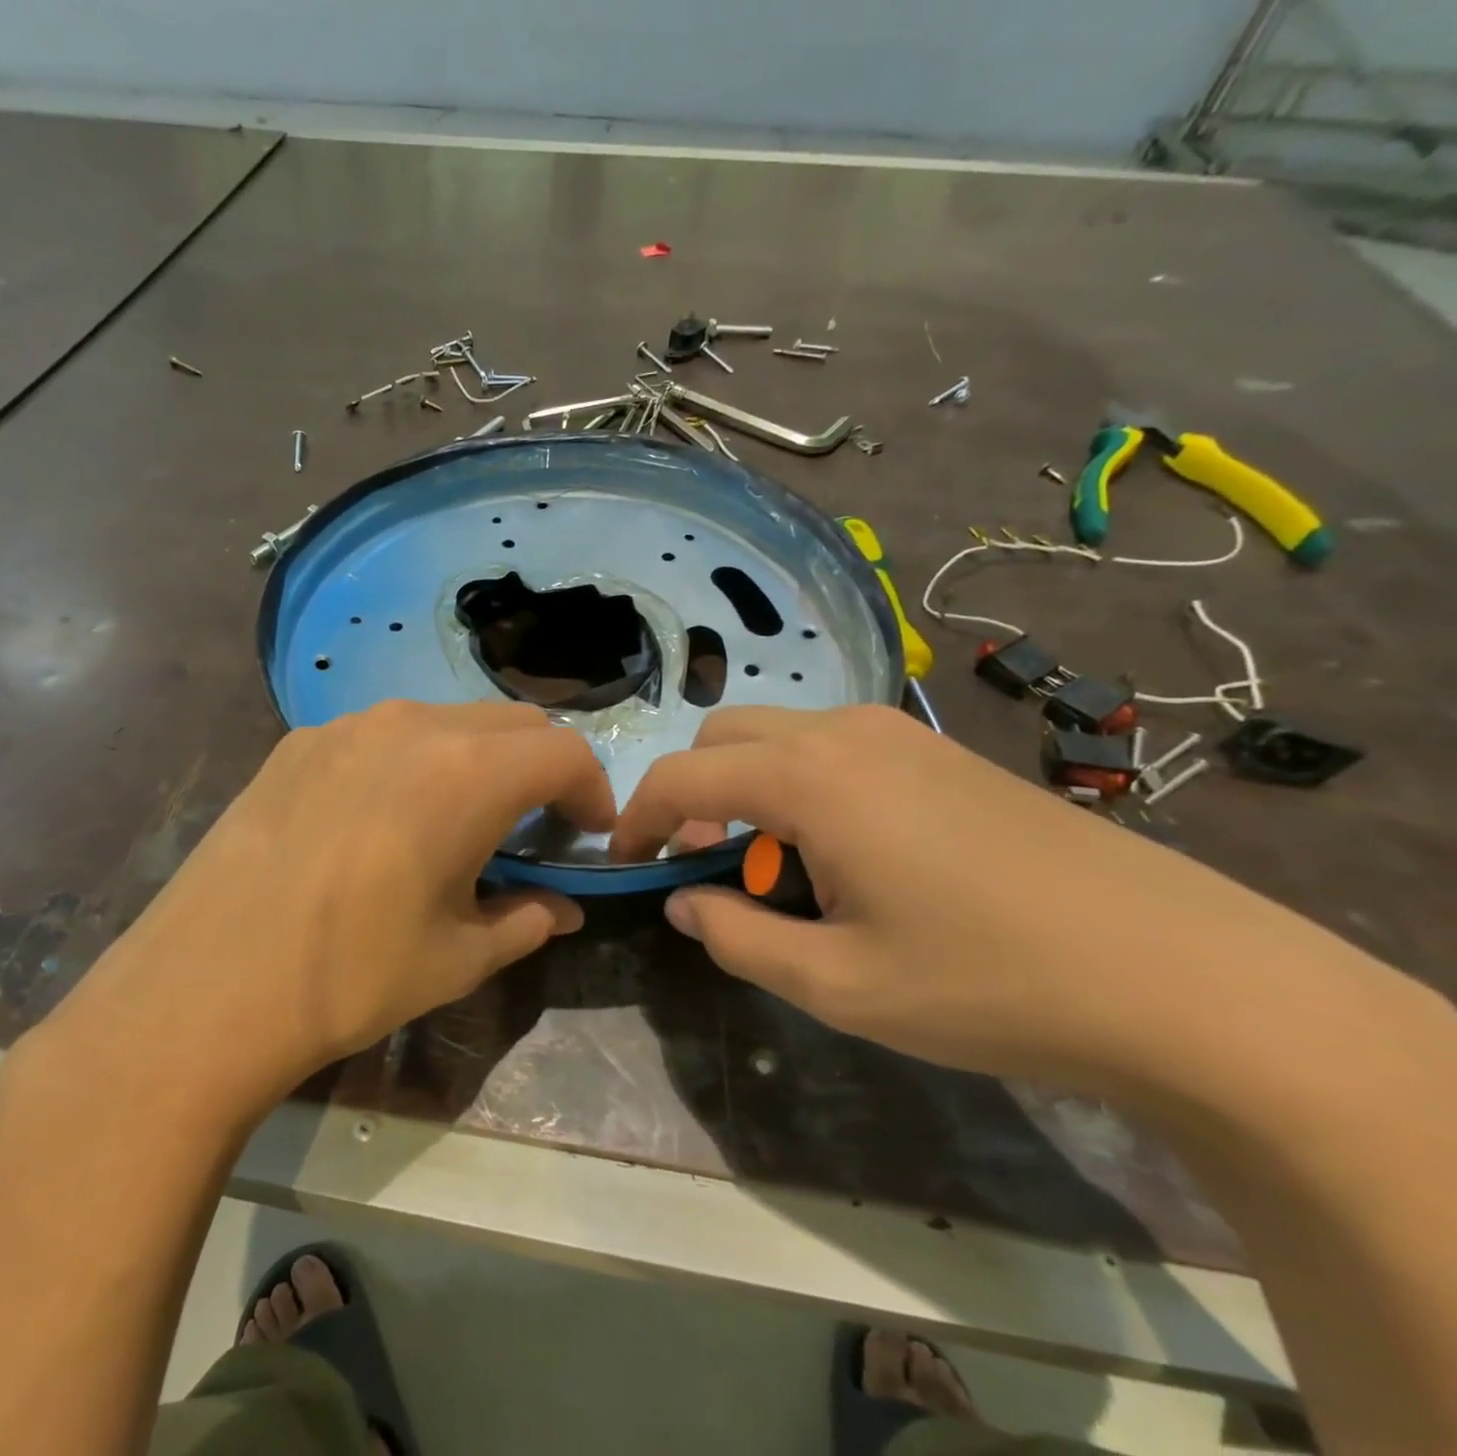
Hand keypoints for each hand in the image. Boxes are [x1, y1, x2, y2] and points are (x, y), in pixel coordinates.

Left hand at [38, 701, 614, 1118]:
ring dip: (477, 759)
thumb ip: (526, 920)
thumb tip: (562, 910)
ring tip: (458, 820)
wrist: (204, 987)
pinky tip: (383, 819)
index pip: (564, 752)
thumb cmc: (351, 977)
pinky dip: (414, 761)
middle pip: (511, 722)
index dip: (592, 790)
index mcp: (468, 773)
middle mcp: (413, 726)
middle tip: (534, 826)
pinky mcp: (298, 741)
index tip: (588, 833)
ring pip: (447, 720)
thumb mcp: (457, 958)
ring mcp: (347, 725)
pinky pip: (382, 734)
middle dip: (540, 768)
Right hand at [612, 704, 1313, 1094]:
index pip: (681, 776)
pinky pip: (831, 744)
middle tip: (704, 865)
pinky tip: (841, 848)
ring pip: (777, 734)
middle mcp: (844, 731)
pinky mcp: (938, 749)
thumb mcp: (838, 984)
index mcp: (808, 778)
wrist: (1183, 976)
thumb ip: (738, 938)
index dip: (637, 819)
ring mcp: (899, 732)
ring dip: (746, 786)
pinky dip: (797, 781)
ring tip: (774, 864)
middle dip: (690, 793)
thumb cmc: (988, 984)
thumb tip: (685, 903)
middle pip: (722, 735)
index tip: (625, 864)